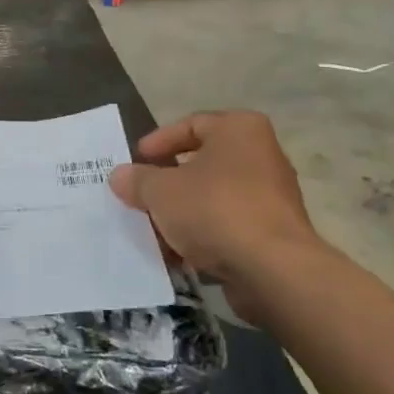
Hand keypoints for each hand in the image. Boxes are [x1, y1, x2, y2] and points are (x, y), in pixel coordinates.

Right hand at [109, 111, 329, 307]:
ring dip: (182, 213)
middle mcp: (261, 155)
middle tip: (140, 196)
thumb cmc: (215, 210)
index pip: (191, 124)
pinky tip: (177, 254)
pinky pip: (228, 225)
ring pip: (213, 197)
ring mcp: (271, 196)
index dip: (158, 141)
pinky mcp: (273, 233)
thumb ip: (137, 180)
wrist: (272, 269)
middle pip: (202, 163)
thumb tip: (120, 175)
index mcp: (239, 129)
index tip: (136, 160)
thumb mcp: (161, 191)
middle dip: (168, 182)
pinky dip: (203, 235)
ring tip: (152, 230)